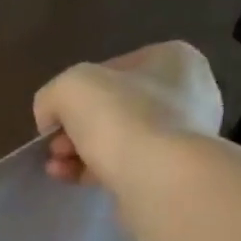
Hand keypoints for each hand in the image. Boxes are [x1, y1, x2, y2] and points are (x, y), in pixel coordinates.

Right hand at [34, 42, 223, 187]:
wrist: (160, 181)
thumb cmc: (121, 120)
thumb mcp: (69, 88)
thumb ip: (52, 96)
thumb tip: (51, 119)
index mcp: (173, 59)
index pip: (110, 71)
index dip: (74, 95)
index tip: (55, 121)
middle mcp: (189, 93)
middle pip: (112, 109)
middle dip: (75, 129)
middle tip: (55, 149)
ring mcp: (186, 137)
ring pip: (117, 140)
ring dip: (79, 153)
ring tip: (57, 169)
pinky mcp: (175, 174)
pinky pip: (126, 167)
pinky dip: (96, 172)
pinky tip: (72, 180)